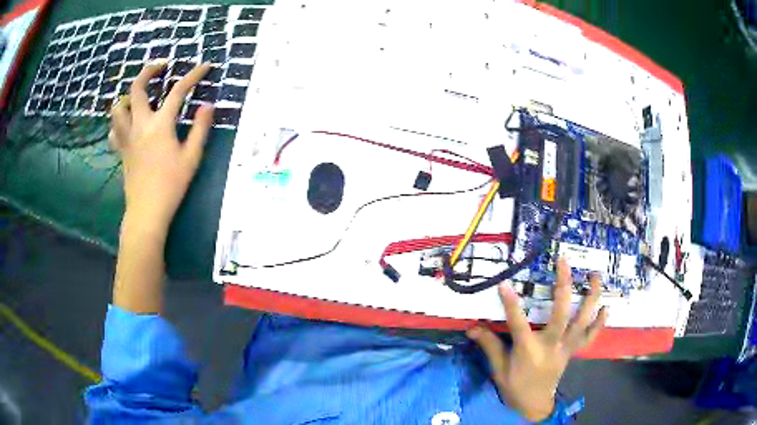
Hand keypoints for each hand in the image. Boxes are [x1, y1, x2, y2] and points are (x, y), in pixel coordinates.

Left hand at [109, 61, 213, 231]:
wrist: (147, 211)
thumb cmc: (171, 185)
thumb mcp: (192, 157)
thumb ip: (200, 128)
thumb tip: (207, 106)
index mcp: (160, 125)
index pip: (178, 91)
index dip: (194, 75)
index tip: (205, 66)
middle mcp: (140, 125)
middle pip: (137, 88)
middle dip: (149, 70)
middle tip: (161, 66)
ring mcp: (127, 137)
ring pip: (118, 107)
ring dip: (128, 96)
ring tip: (140, 96)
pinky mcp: (121, 150)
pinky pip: (114, 129)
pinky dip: (119, 122)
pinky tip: (127, 125)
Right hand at [467, 258, 607, 421]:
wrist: (534, 404)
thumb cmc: (515, 387)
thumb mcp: (498, 369)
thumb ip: (489, 345)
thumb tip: (471, 328)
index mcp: (528, 351)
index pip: (518, 324)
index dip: (511, 304)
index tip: (504, 284)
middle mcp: (551, 346)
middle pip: (561, 314)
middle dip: (563, 287)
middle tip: (563, 262)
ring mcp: (565, 348)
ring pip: (582, 321)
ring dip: (591, 297)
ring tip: (595, 275)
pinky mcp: (573, 351)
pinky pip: (589, 337)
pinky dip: (599, 323)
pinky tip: (607, 308)